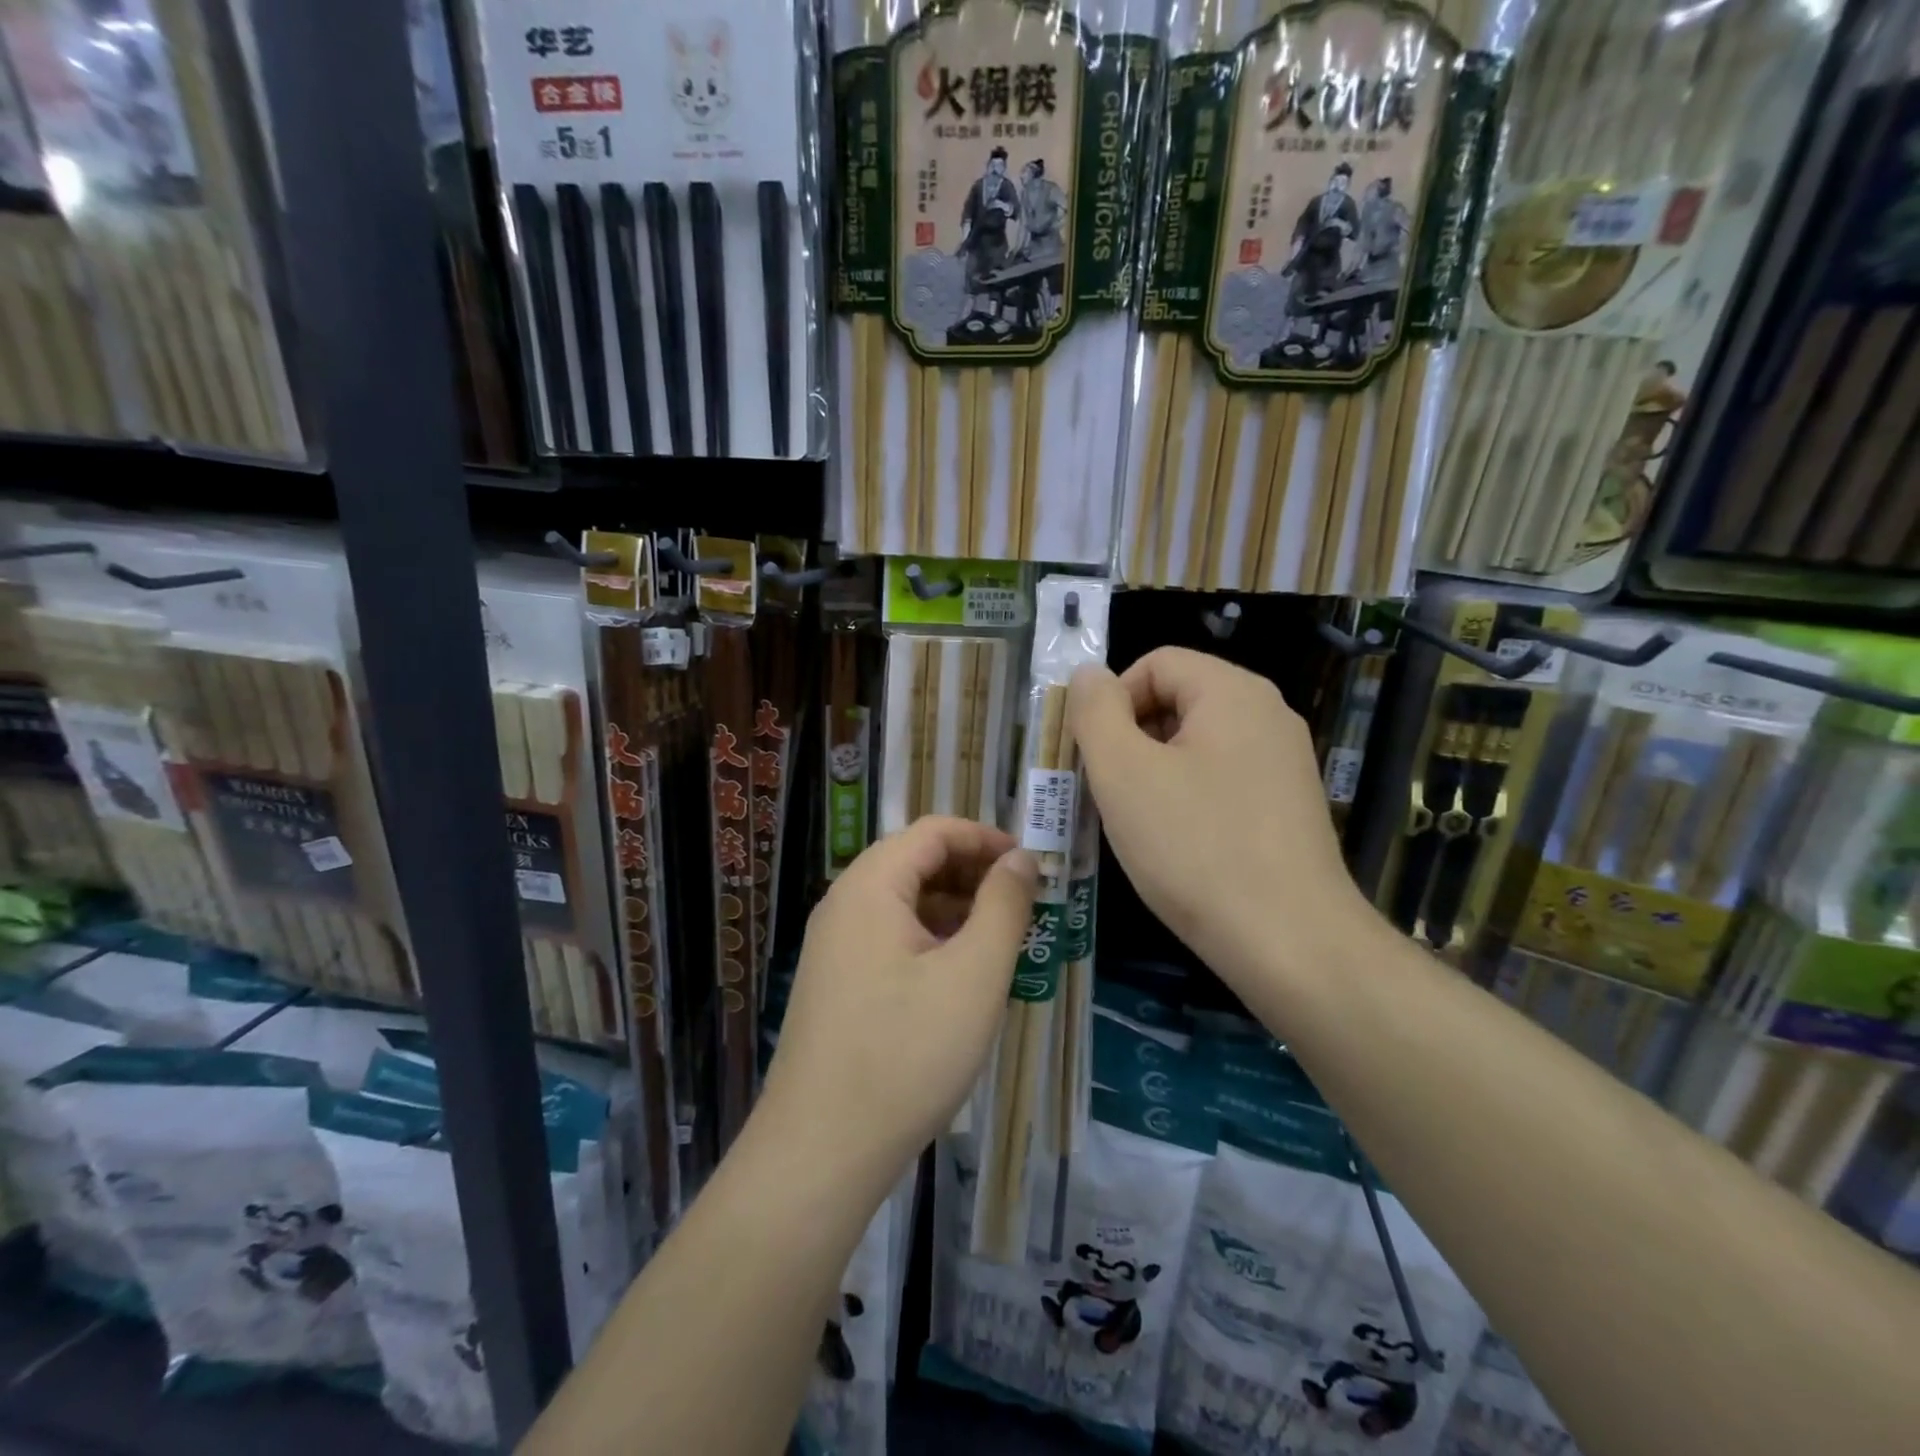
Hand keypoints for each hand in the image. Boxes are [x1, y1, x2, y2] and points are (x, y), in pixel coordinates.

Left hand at [758, 817, 1036, 1183]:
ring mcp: (834, 946)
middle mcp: (844, 904)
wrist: (820, 1151)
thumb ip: (1003, 906)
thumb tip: (1020, 858)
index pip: (934, 831)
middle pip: (916, 862)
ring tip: (1001, 944)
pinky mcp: (836, 983)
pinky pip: (890, 939)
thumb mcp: (974, 975)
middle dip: (973, 874)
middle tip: (1024, 907)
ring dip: (955, 910)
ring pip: (904, 904)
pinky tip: (961, 979)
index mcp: (870, 886)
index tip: (1031, 867)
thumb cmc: (907, 1053)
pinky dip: (931, 941)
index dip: (987, 839)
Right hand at [1069, 648, 1369, 986]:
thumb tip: (1088, 675)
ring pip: (1195, 745)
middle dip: (1130, 738)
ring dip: (1153, 772)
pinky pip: (1221, 780)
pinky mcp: (1288, 806)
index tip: (1092, 755)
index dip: (1111, 700)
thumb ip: (1095, 711)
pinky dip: (1186, 798)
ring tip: (1136, 823)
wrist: (1289, 943)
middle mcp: (1268, 715)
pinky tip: (1176, 845)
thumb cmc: (1195, 847)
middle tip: (1106, 792)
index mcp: (1233, 692)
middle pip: (1177, 700)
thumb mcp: (1123, 772)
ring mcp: (1285, 762)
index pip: (1155, 663)